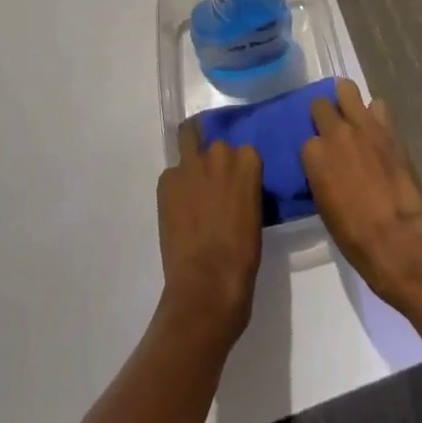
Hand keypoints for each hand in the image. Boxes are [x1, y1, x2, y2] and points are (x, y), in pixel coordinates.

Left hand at [156, 117, 262, 345]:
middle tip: (211, 183)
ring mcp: (191, 164)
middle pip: (215, 144)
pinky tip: (176, 209)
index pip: (244, 152)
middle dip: (213, 159)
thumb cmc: (242, 257)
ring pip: (187, 138)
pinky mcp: (167, 180)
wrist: (208, 284)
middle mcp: (220, 153)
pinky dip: (174, 187)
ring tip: (189, 180)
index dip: (238, 169)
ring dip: (190, 154)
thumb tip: (234, 190)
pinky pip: (171, 175)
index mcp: (248, 161)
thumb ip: (244, 189)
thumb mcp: (254, 215)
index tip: (236, 185)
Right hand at [302, 80, 421, 310]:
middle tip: (333, 131)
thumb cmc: (355, 237)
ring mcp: (362, 125)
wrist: (399, 239)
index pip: (307, 140)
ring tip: (353, 117)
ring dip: (347, 101)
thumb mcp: (325, 207)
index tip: (322, 161)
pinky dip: (376, 115)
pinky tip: (378, 130)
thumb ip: (321, 175)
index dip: (316, 151)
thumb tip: (326, 167)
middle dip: (325, 115)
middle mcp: (335, 132)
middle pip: (321, 105)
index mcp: (314, 155)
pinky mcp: (387, 127)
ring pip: (346, 89)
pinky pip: (378, 106)